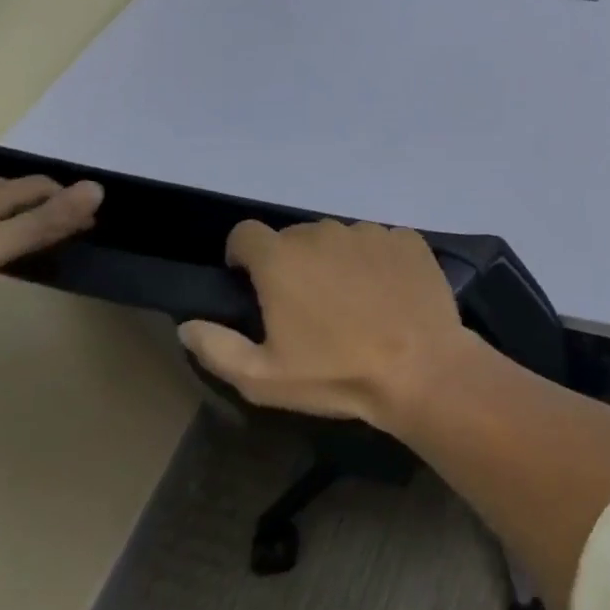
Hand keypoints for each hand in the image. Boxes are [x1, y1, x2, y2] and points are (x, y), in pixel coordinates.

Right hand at [180, 219, 467, 429]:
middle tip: (306, 305)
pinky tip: (387, 294)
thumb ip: (216, 347)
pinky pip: (380, 242)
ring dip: (336, 261)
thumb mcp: (262, 378)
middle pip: (296, 237)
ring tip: (352, 302)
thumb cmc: (337, 374)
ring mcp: (371, 231)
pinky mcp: (408, 238)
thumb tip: (188, 324)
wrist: (421, 367)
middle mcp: (325, 232)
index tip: (251, 284)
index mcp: (283, 258)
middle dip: (292, 263)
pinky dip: (376, 261)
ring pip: (340, 239)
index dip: (243, 257)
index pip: (246, 234)